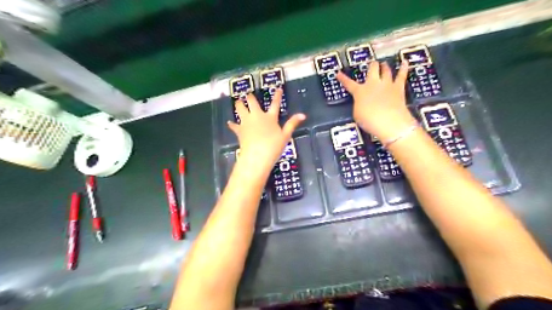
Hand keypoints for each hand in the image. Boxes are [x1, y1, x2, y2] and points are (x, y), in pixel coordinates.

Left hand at [228, 90, 305, 174]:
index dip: (277, 96)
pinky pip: (234, 125)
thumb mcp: (285, 136)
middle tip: (248, 95)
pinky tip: (230, 123)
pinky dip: (232, 124)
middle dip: (250, 97)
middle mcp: (257, 116)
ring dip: (239, 104)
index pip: (275, 104)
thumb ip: (292, 124)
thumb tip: (303, 114)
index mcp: (270, 117)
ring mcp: (246, 122)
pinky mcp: (239, 130)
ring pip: (240, 108)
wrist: (256, 156)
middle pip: (252, 102)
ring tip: (238, 102)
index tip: (278, 88)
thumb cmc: (273, 147)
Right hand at [337, 61, 413, 140]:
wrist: (389, 122)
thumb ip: (358, 105)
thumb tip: (361, 101)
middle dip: (371, 66)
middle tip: (371, 64)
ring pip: (385, 70)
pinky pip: (402, 75)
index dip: (343, 78)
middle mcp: (373, 84)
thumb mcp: (357, 114)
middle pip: (372, 69)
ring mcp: (387, 84)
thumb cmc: (369, 120)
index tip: (338, 73)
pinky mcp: (399, 88)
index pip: (349, 84)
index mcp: (360, 91)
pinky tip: (405, 62)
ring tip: (383, 63)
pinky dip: (404, 68)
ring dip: (384, 66)